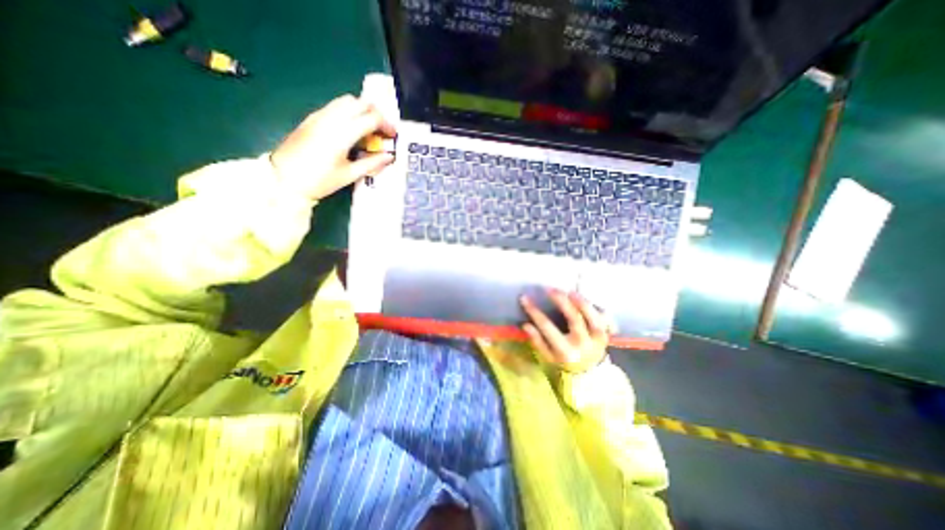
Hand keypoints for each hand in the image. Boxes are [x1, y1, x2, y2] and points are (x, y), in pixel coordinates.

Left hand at [269, 94, 394, 200]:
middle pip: (360, 102)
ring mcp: (319, 116)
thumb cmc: (320, 181)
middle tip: (382, 130)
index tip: (392, 136)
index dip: (386, 125)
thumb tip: (389, 156)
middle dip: (376, 113)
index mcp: (342, 134)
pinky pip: (335, 107)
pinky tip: (350, 130)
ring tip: (368, 130)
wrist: (284, 179)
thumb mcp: (349, 175)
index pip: (371, 118)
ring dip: (362, 111)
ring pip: (346, 101)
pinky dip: (349, 112)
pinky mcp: (311, 118)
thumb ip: (372, 163)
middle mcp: (331, 119)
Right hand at [515, 291, 612, 371]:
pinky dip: (598, 308)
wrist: (589, 375)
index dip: (534, 312)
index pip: (547, 327)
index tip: (525, 299)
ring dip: (582, 302)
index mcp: (566, 351)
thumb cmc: (564, 362)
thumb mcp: (547, 357)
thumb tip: (526, 325)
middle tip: (550, 290)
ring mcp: (598, 339)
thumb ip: (537, 341)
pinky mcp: (607, 334)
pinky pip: (606, 318)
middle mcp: (583, 344)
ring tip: (570, 292)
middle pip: (574, 318)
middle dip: (561, 301)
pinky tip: (588, 300)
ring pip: (594, 317)